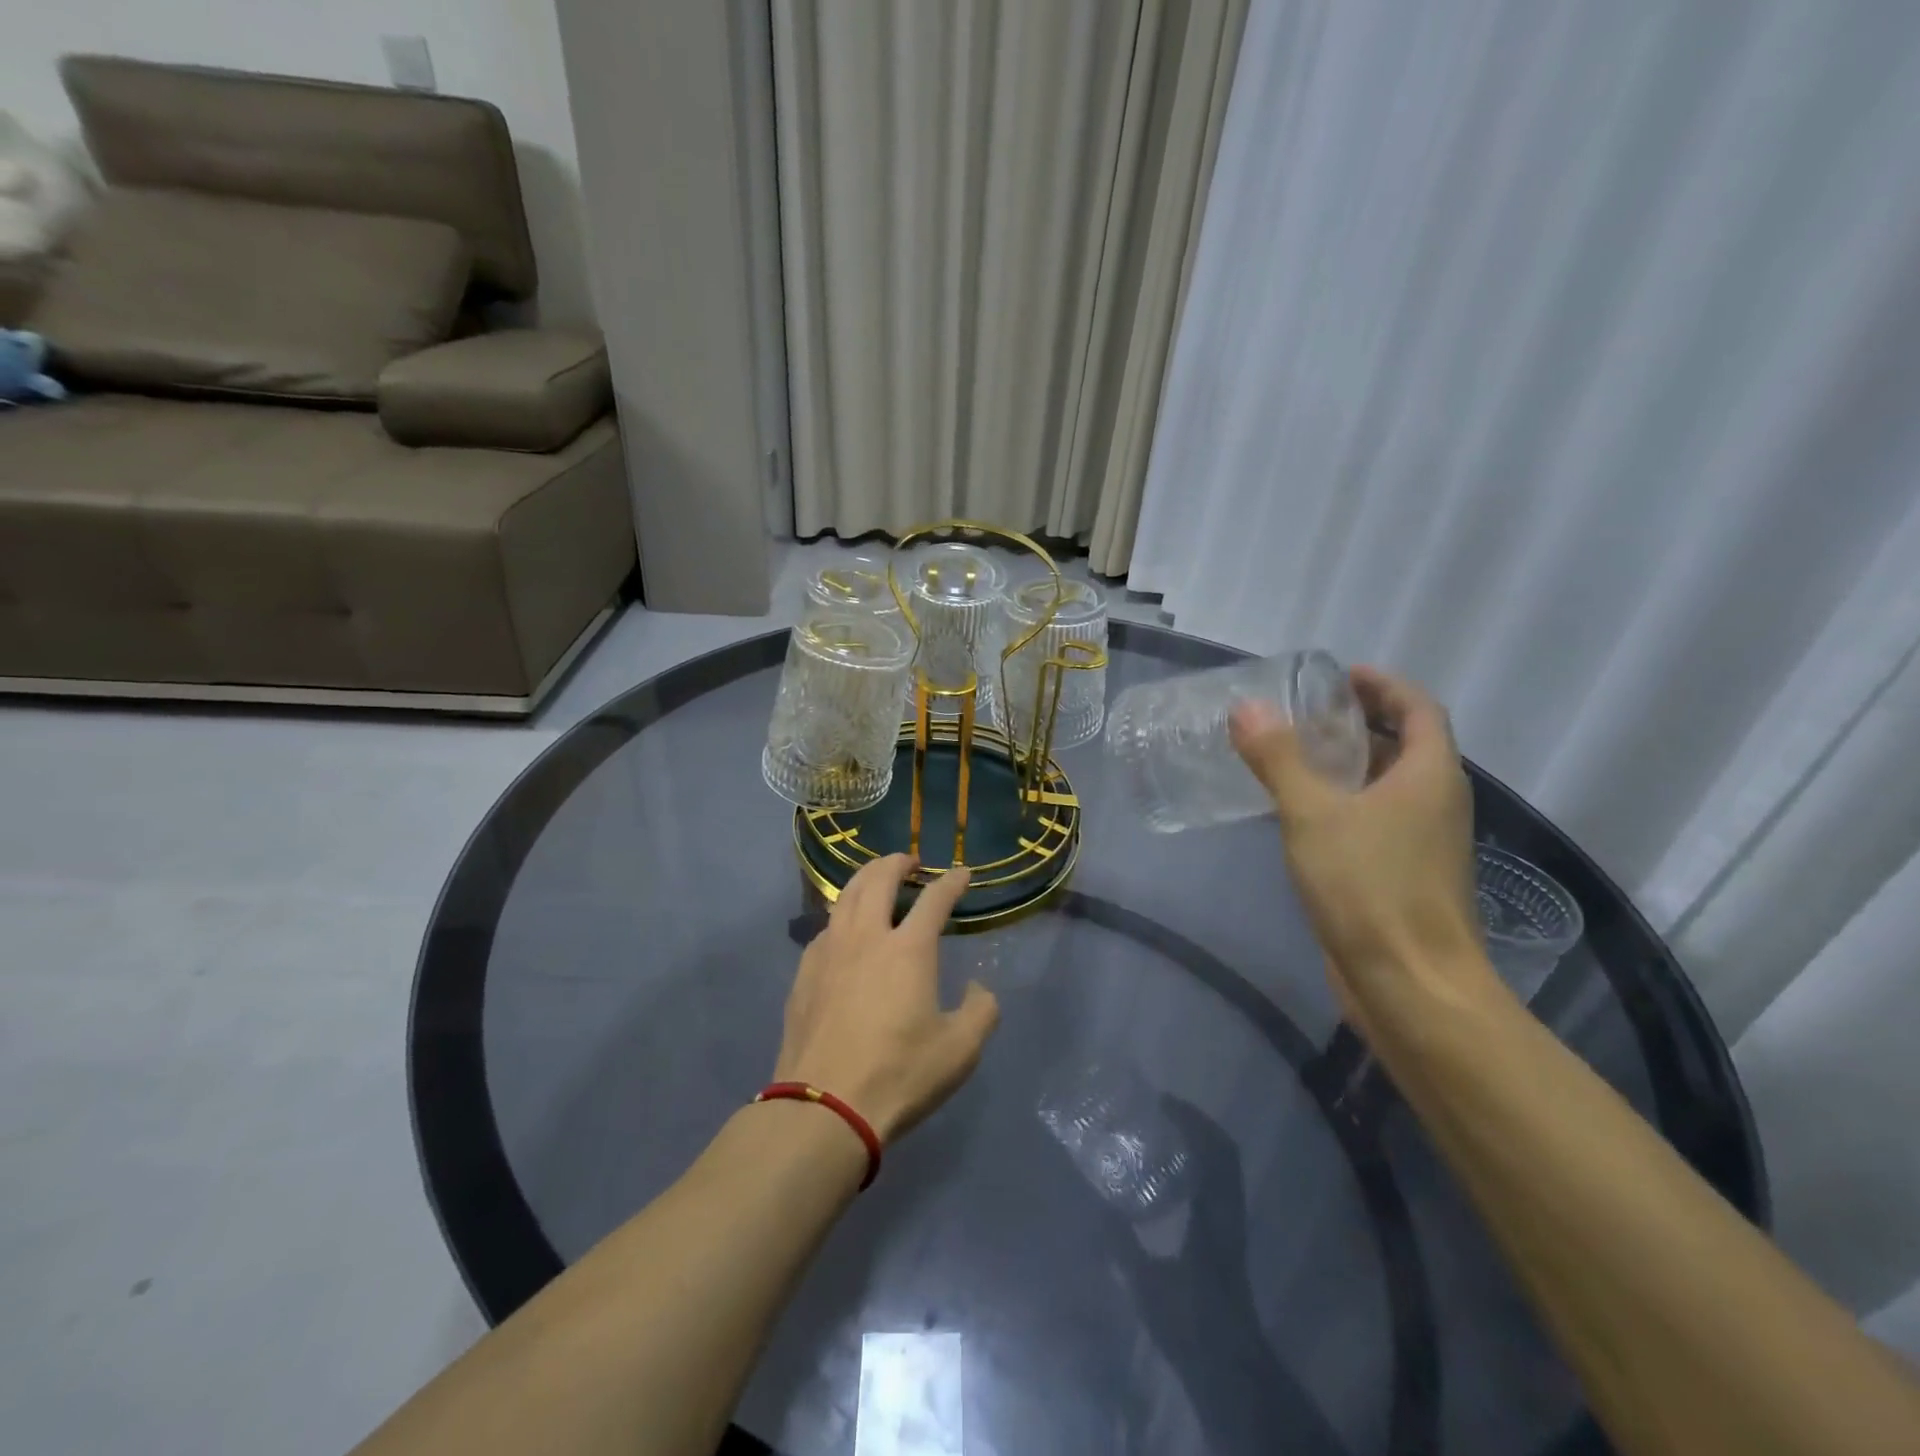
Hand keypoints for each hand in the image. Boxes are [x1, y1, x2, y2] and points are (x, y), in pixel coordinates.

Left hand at [774, 854, 999, 1144]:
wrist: (825, 1106)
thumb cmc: (900, 1074)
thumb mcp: (960, 1050)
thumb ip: (981, 1011)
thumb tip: (977, 988)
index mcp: (908, 949)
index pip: (935, 899)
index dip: (952, 881)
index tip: (963, 873)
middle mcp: (867, 937)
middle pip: (880, 880)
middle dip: (898, 862)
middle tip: (910, 863)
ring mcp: (830, 952)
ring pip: (846, 897)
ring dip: (865, 879)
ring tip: (876, 881)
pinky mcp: (804, 973)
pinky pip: (825, 928)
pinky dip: (842, 916)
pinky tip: (844, 930)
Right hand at [1230, 665, 1495, 1022]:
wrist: (1411, 985)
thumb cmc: (1370, 887)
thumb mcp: (1314, 814)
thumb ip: (1279, 758)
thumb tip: (1248, 708)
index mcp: (1430, 776)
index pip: (1418, 708)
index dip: (1383, 684)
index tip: (1339, 675)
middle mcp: (1435, 802)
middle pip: (1405, 744)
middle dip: (1360, 721)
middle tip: (1304, 712)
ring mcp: (1422, 842)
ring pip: (1388, 785)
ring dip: (1349, 763)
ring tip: (1294, 753)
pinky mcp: (1402, 874)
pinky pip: (1374, 819)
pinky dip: (1343, 801)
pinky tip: (1299, 812)